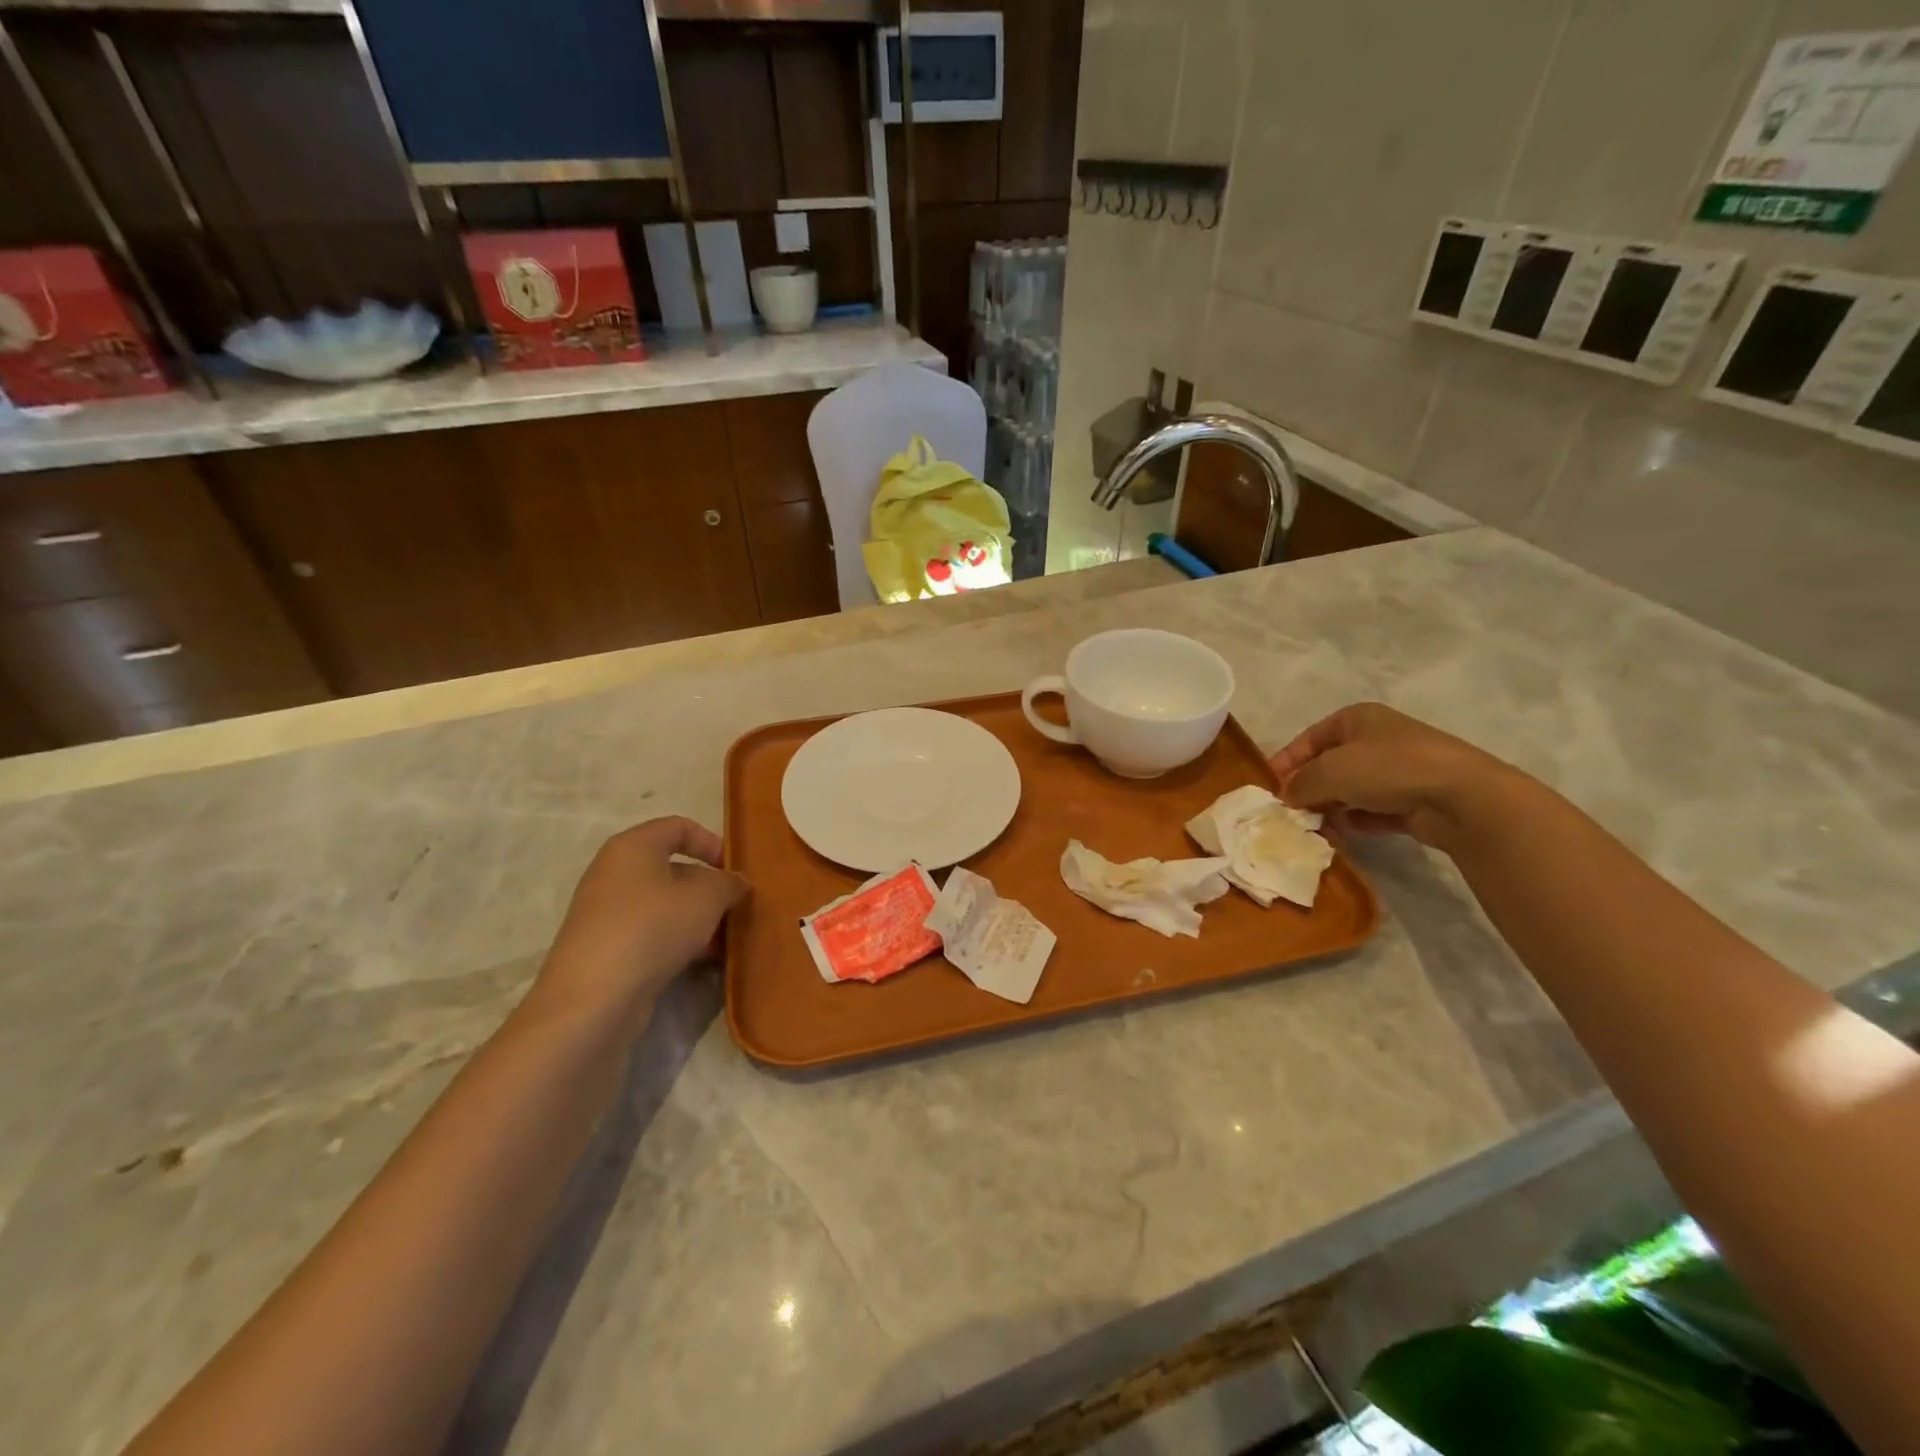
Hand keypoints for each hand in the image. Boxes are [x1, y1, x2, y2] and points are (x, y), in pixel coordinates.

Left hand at [530, 817, 747, 1033]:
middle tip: (736, 908)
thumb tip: (736, 883)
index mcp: (632, 847)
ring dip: (698, 918)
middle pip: (673, 869)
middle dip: (709, 887)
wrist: (594, 999)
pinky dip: (678, 940)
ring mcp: (607, 913)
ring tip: (725, 938)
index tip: (734, 870)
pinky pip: (652, 933)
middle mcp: (614, 873)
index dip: (712, 842)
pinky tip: (703, 961)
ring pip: (665, 904)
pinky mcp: (607, 948)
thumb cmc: (653, 928)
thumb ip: (728, 883)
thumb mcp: (706, 897)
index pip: (679, 827)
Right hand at [1269, 702, 1523, 850]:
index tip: (1269, 788)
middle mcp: (1377, 739)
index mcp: (1356, 719)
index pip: (1308, 739)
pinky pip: (1374, 810)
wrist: (1463, 797)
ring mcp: (1399, 770)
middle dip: (1308, 788)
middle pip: (1329, 765)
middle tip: (1290, 812)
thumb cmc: (1388, 769)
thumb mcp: (1329, 771)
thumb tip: (1287, 797)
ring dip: (1332, 808)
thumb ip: (1300, 783)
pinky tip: (1345, 834)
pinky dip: (1358, 820)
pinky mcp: (1415, 799)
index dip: (1286, 762)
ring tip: (1315, 827)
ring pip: (1351, 789)